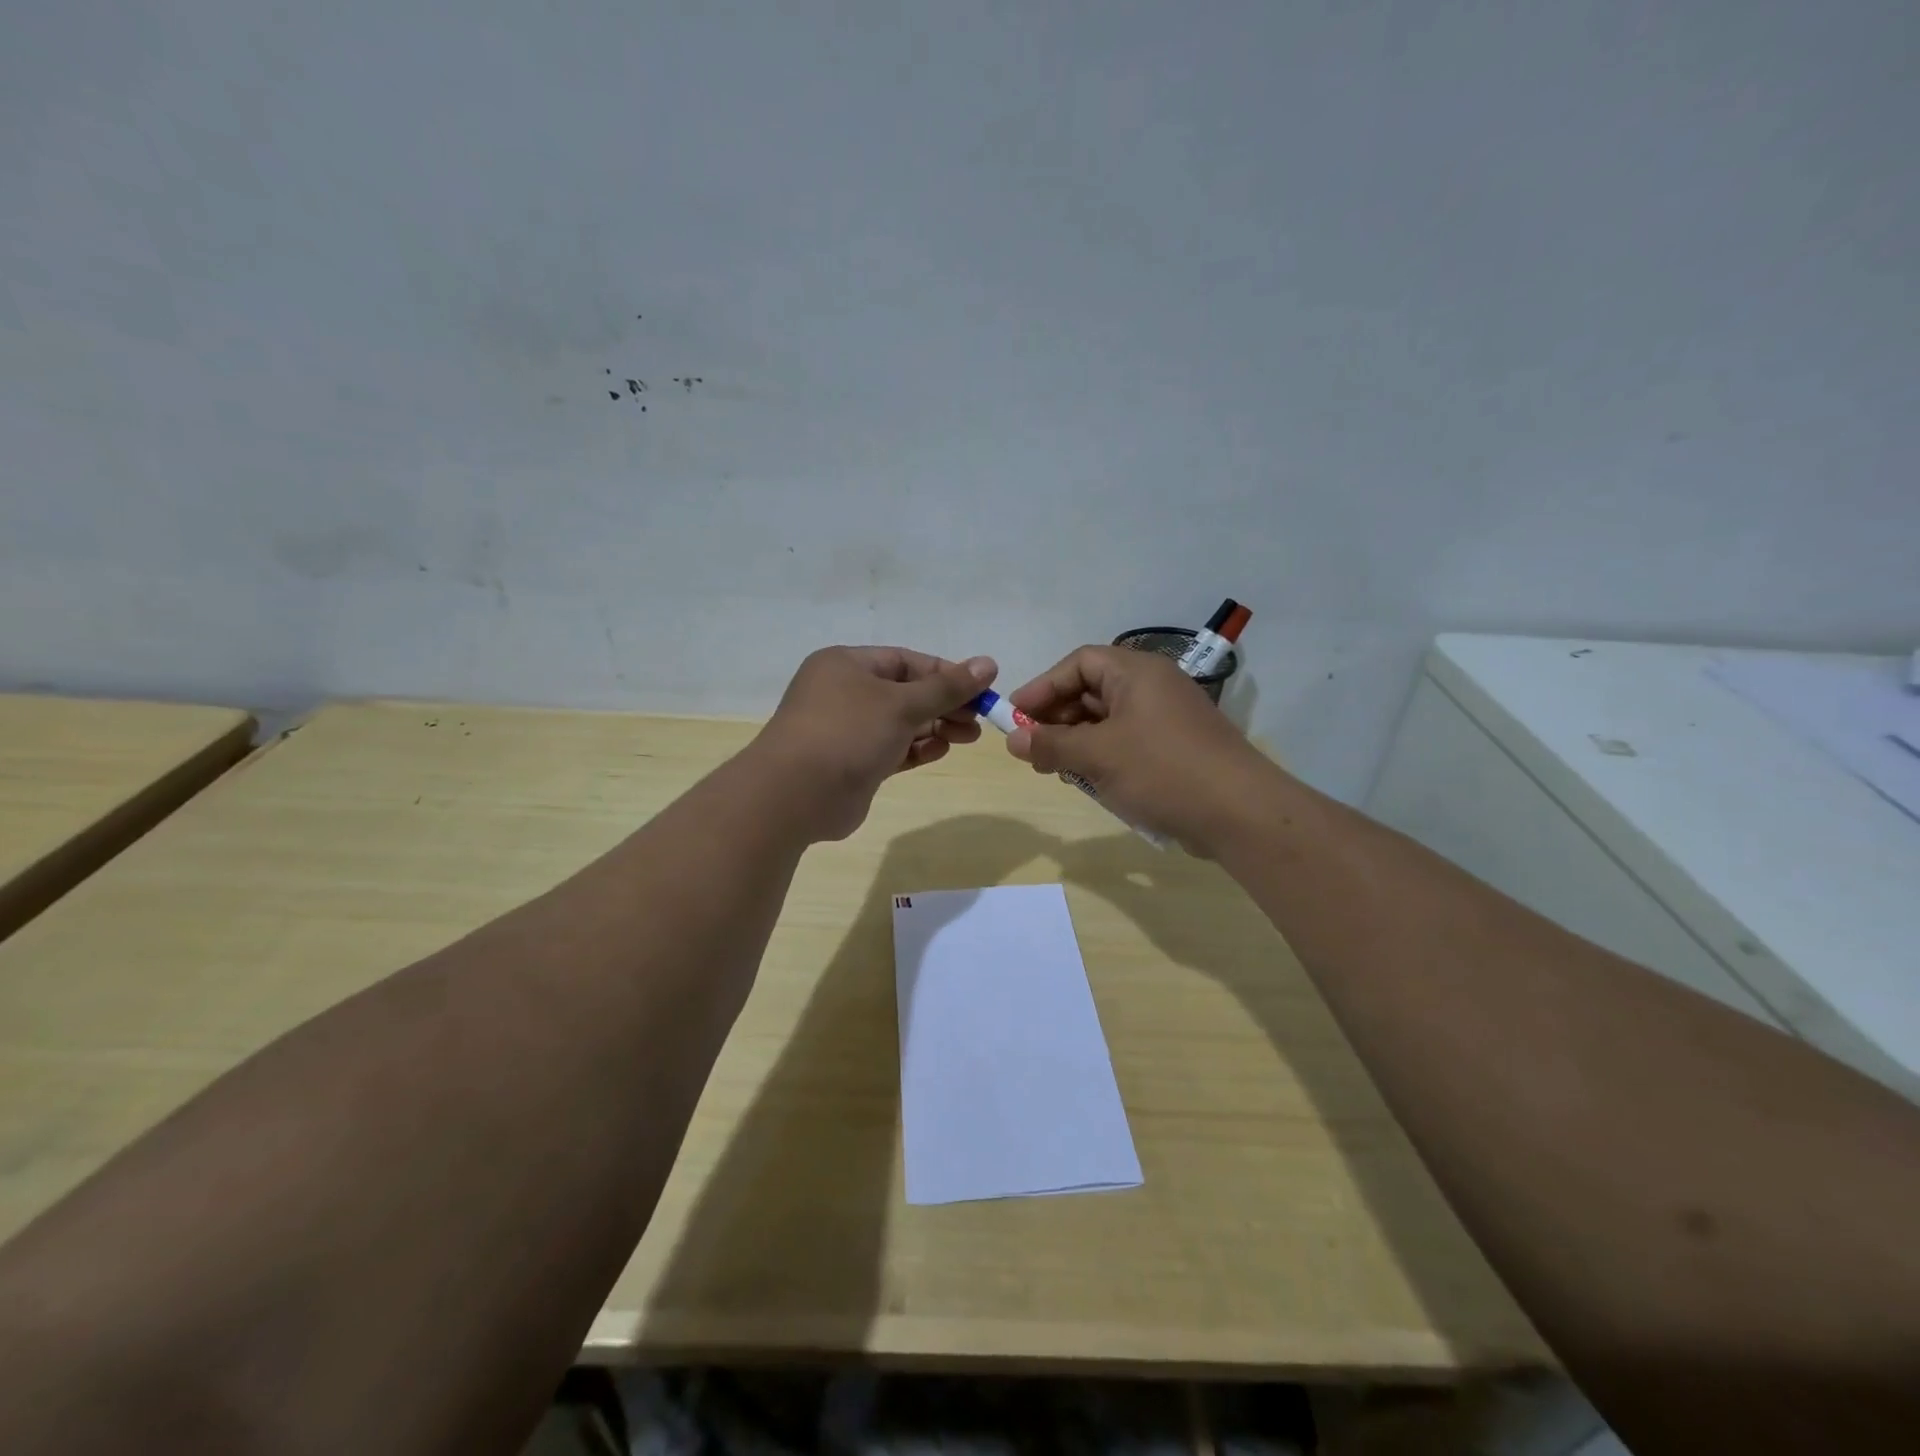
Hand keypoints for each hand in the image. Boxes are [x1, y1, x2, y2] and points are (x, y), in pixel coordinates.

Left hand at [751, 646, 997, 840]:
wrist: (796, 795)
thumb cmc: (848, 732)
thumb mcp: (902, 703)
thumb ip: (947, 687)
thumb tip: (988, 663)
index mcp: (847, 665)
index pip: (906, 661)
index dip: (945, 673)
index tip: (981, 688)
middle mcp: (844, 693)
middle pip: (905, 692)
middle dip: (944, 704)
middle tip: (978, 720)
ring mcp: (847, 730)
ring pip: (900, 723)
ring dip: (935, 727)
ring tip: (968, 737)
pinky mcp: (852, 764)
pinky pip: (892, 749)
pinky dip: (917, 748)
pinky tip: (941, 750)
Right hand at [1003, 646, 1275, 854]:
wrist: (1240, 813)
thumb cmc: (1162, 771)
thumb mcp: (1098, 756)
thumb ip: (1051, 744)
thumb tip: (1012, 740)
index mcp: (1137, 672)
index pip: (1079, 663)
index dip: (1043, 687)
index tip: (1014, 716)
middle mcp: (1153, 686)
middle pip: (1092, 690)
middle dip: (1057, 718)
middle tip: (1032, 748)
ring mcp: (1167, 718)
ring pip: (1108, 719)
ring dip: (1077, 740)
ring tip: (1055, 768)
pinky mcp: (1175, 748)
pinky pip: (1127, 741)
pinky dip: (1102, 755)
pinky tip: (1088, 780)